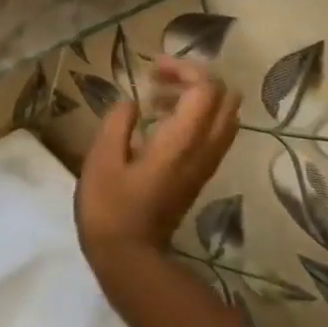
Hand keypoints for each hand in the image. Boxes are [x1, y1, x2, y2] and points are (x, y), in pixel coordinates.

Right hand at [76, 57, 240, 277]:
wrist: (129, 258)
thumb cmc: (109, 207)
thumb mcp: (101, 158)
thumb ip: (118, 122)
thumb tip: (132, 103)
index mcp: (181, 142)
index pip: (207, 89)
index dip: (184, 69)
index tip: (151, 69)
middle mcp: (203, 150)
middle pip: (226, 99)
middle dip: (196, 79)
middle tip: (158, 80)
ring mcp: (204, 165)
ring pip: (224, 118)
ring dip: (196, 98)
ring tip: (155, 99)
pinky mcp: (198, 176)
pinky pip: (213, 135)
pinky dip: (195, 117)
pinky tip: (159, 123)